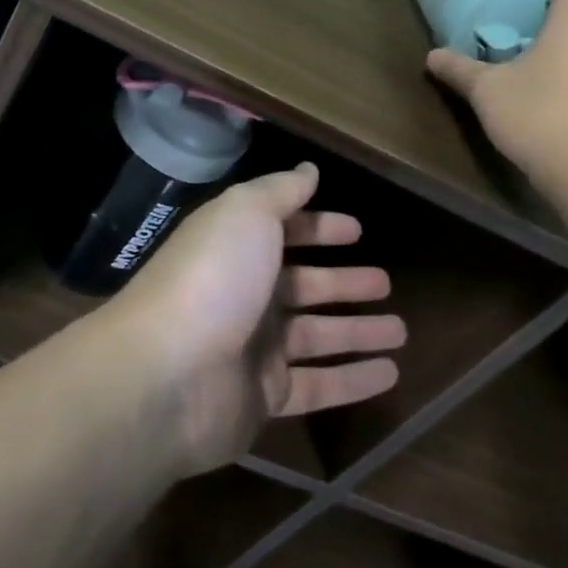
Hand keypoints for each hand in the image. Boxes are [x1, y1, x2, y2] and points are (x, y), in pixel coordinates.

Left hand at [104, 163, 404, 475]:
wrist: (166, 374)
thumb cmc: (213, 277)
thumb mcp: (246, 213)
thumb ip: (281, 191)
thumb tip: (308, 169)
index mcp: (239, 248)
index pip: (286, 232)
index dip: (320, 228)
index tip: (356, 231)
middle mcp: (247, 294)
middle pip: (305, 285)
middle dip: (345, 283)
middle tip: (386, 282)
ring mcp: (255, 348)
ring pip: (318, 336)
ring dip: (358, 332)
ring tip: (402, 332)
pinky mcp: (265, 398)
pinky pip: (319, 385)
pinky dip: (354, 381)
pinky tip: (391, 374)